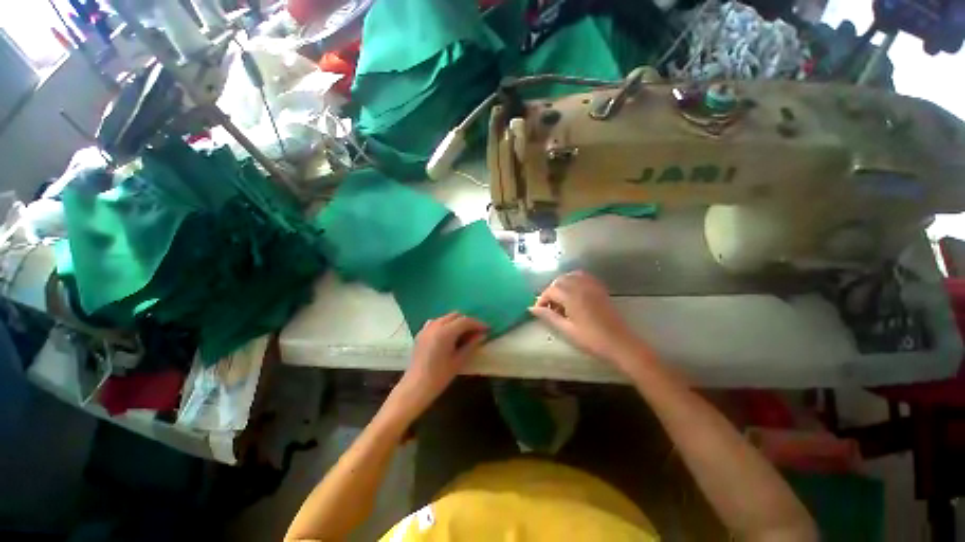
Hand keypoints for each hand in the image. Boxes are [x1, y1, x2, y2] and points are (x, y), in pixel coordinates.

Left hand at [389, 313, 487, 421]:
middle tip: (477, 331)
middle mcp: (435, 325)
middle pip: (455, 316)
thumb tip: (483, 335)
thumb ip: (471, 345)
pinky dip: (446, 324)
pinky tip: (450, 335)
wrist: (416, 387)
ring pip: (446, 317)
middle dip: (468, 321)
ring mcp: (427, 328)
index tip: (487, 329)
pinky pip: (437, 322)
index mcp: (445, 332)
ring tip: (465, 333)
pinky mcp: (422, 333)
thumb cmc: (439, 376)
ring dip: (457, 322)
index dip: (478, 323)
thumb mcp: (459, 360)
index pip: (465, 321)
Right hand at [530, 271, 646, 370]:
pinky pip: (583, 277)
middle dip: (551, 291)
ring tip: (560, 300)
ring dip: (562, 285)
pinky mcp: (599, 289)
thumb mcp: (566, 329)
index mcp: (572, 297)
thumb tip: (532, 309)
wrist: (619, 343)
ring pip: (571, 276)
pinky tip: (573, 293)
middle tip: (549, 307)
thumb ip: (549, 316)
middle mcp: (581, 286)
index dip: (542, 299)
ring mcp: (592, 286)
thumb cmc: (591, 339)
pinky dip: (574, 280)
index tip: (539, 310)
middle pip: (559, 280)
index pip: (550, 290)